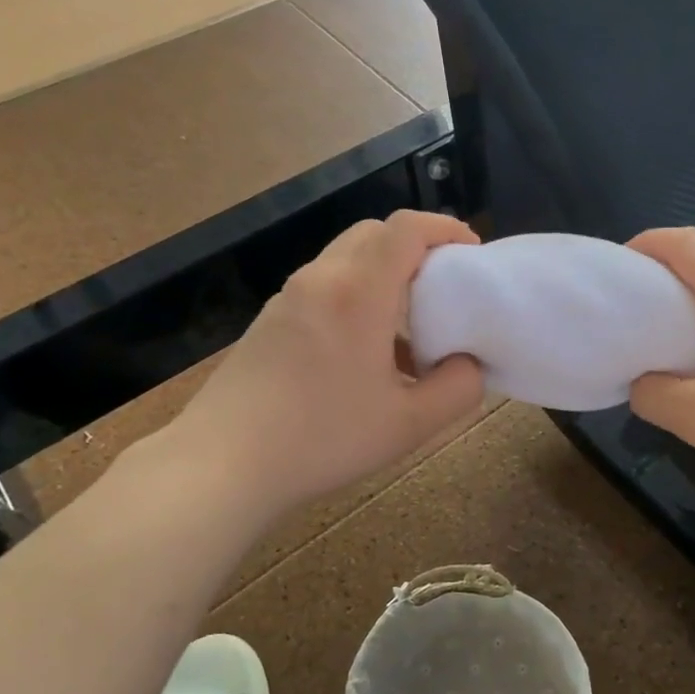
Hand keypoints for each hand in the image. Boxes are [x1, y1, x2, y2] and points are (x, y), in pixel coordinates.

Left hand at [169, 210, 484, 513]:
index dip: (446, 229)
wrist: (222, 464)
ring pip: (346, 259)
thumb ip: (458, 388)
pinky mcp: (269, 321)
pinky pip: (324, 288)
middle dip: (416, 247)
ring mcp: (288, 298)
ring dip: (384, 274)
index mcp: (358, 292)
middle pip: (374, 233)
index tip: (471, 254)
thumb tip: (468, 364)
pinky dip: (356, 296)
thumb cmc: (323, 439)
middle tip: (443, 287)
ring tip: (408, 327)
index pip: (406, 229)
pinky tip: (365, 354)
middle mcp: (321, 279)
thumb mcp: (410, 424)